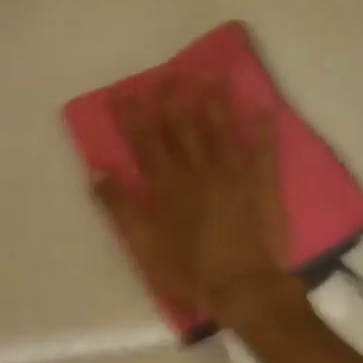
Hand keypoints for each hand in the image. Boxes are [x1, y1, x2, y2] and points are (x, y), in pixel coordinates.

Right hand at [91, 79, 300, 325]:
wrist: (244, 287)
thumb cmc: (189, 270)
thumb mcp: (143, 245)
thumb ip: (120, 207)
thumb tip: (97, 172)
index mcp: (168, 184)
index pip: (145, 141)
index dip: (134, 116)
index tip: (124, 93)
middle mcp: (199, 169)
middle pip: (183, 126)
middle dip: (174, 98)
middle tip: (169, 74)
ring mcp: (233, 173)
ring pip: (221, 128)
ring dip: (214, 101)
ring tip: (210, 76)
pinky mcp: (262, 183)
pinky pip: (264, 150)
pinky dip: (264, 129)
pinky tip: (264, 108)